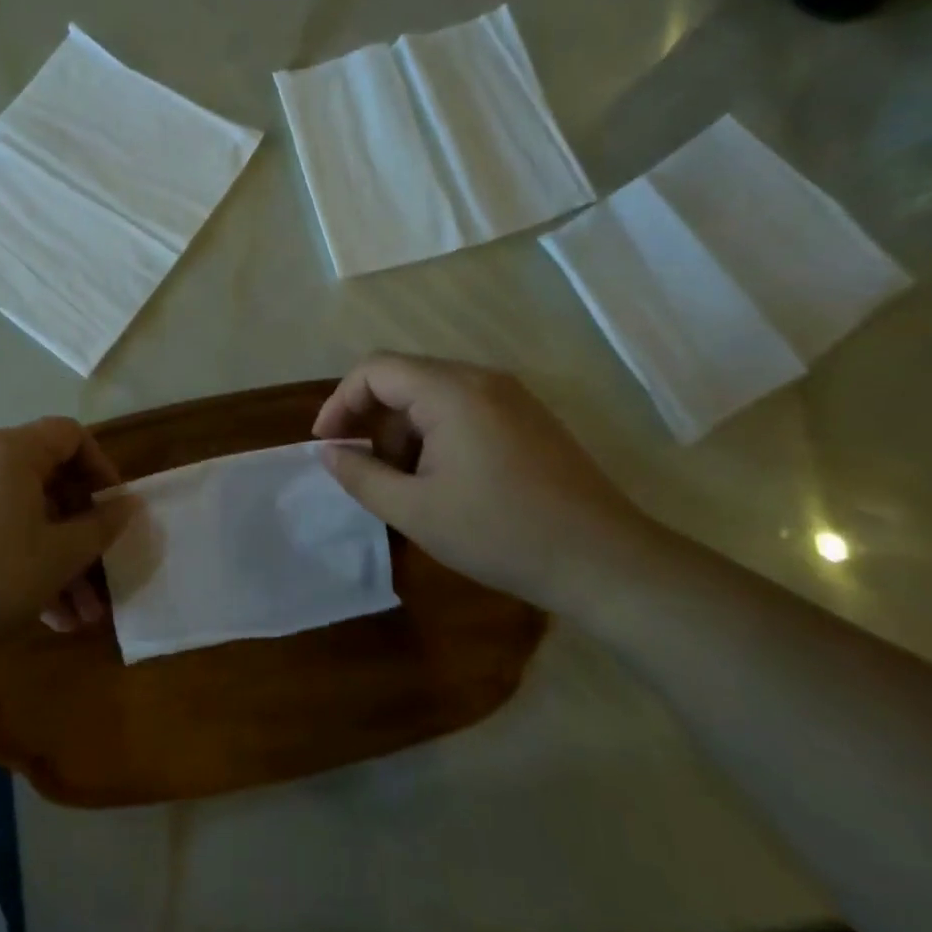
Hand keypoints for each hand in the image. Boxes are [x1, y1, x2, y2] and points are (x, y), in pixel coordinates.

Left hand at [0, 417, 136, 658]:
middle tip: (102, 577)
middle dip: (80, 533)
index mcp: (10, 450)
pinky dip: (21, 559)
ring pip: (22, 515)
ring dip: (55, 559)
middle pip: (46, 481)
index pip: (70, 435)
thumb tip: (129, 505)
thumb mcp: (59, 556)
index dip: (102, 468)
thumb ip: (101, 526)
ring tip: (79, 616)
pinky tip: (45, 614)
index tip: (115, 511)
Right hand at [312, 353, 658, 608]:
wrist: (604, 561)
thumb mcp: (414, 510)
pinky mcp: (528, 418)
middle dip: (372, 420)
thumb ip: (360, 475)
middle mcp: (482, 379)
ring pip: (433, 395)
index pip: (375, 370)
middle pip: (403, 378)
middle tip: (366, 469)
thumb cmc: (499, 533)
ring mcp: (511, 396)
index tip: (327, 444)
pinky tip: (443, 480)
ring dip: (404, 431)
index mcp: (451, 392)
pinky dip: (436, 434)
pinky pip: (463, 408)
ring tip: (406, 484)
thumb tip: (329, 451)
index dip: (340, 402)